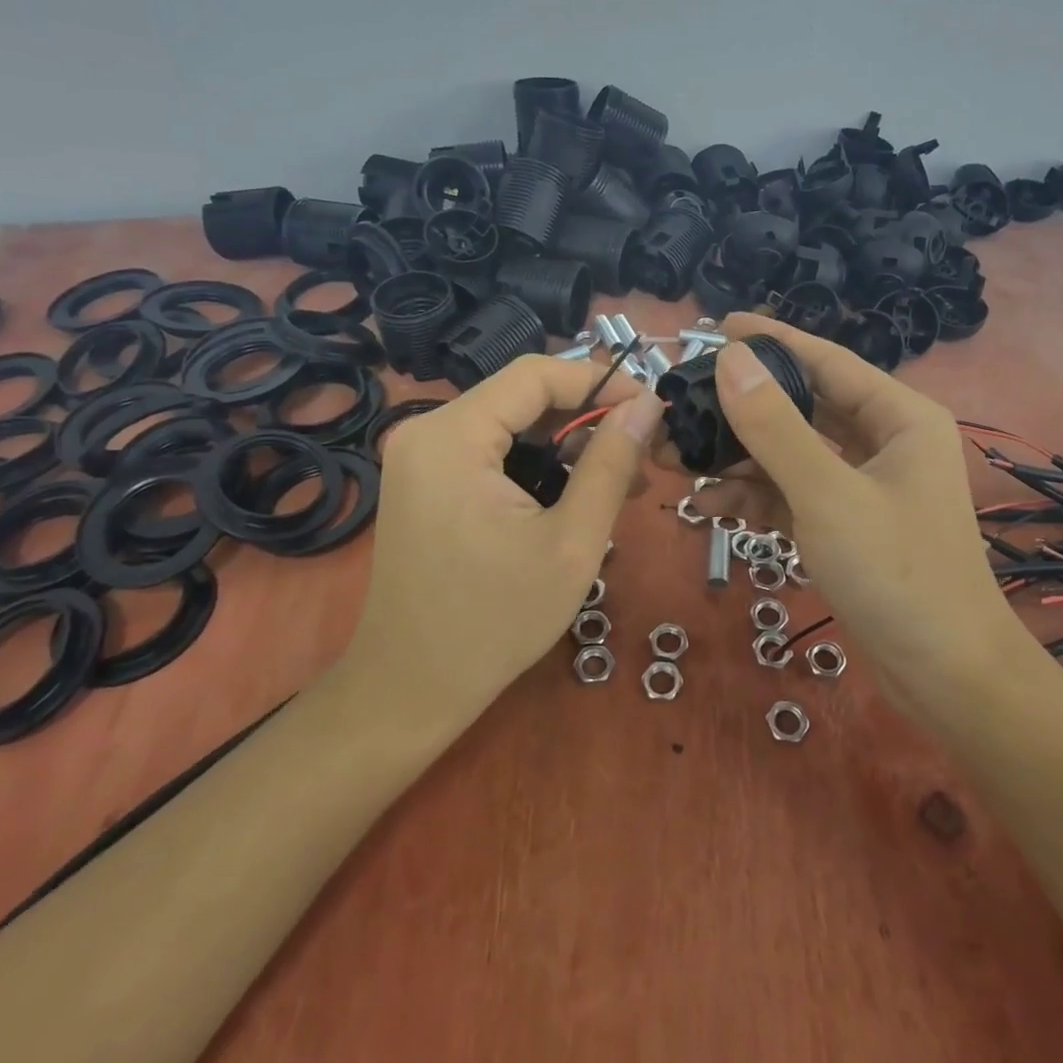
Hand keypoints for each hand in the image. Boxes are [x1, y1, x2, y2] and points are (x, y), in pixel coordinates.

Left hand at [345, 356, 661, 734]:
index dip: (600, 381)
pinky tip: (575, 494)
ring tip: (620, 478)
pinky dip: (537, 464)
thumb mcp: (571, 542)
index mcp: (452, 436)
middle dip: (586, 417)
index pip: (535, 375)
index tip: (651, 407)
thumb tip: (648, 405)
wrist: (411, 687)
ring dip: (566, 444)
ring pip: (511, 424)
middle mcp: (427, 431)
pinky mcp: (425, 481)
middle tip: (641, 451)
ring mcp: (420, 456)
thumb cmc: (495, 621)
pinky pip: (491, 451)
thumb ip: (611, 464)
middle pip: (522, 397)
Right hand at [694, 314, 1016, 702]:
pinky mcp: (845, 524)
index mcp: (898, 417)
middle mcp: (883, 441)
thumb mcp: (827, 493)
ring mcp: (863, 485)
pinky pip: (792, 494)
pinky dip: (755, 497)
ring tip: (678, 458)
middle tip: (683, 402)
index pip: (825, 360)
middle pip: (802, 407)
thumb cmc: (897, 573)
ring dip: (738, 458)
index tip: (715, 325)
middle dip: (741, 410)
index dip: (770, 340)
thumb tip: (731, 358)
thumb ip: (775, 425)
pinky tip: (708, 505)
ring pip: (791, 454)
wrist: (945, 677)